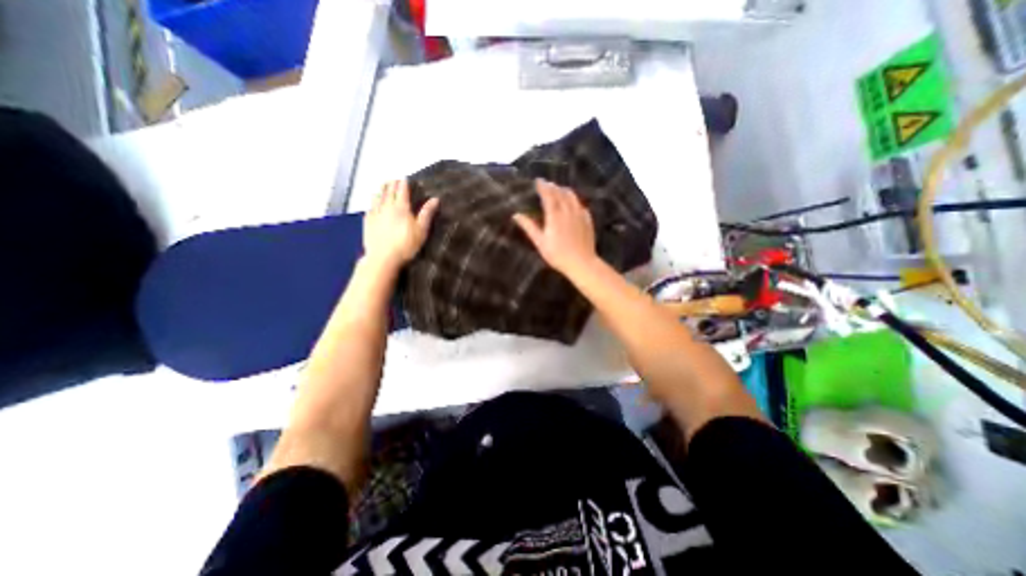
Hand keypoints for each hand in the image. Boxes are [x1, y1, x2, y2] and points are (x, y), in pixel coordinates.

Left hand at [362, 180, 437, 270]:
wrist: (383, 258)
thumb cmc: (406, 245)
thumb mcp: (421, 230)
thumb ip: (427, 213)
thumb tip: (435, 199)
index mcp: (401, 207)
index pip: (402, 190)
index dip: (404, 183)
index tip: (405, 178)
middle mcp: (387, 206)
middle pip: (388, 190)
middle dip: (392, 184)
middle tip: (395, 180)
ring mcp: (375, 213)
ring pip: (377, 196)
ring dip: (381, 189)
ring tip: (383, 186)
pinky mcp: (367, 221)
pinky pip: (370, 207)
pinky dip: (373, 201)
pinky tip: (373, 202)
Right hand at [517, 177, 598, 275]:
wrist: (582, 263)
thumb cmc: (557, 255)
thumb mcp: (540, 242)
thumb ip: (529, 227)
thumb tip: (516, 215)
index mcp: (554, 215)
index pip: (548, 195)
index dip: (543, 186)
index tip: (538, 180)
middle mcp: (568, 211)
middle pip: (560, 193)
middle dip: (553, 187)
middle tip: (547, 184)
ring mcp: (580, 214)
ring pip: (572, 197)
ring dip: (564, 190)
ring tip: (559, 189)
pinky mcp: (588, 220)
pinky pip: (580, 205)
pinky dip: (574, 200)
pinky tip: (573, 203)